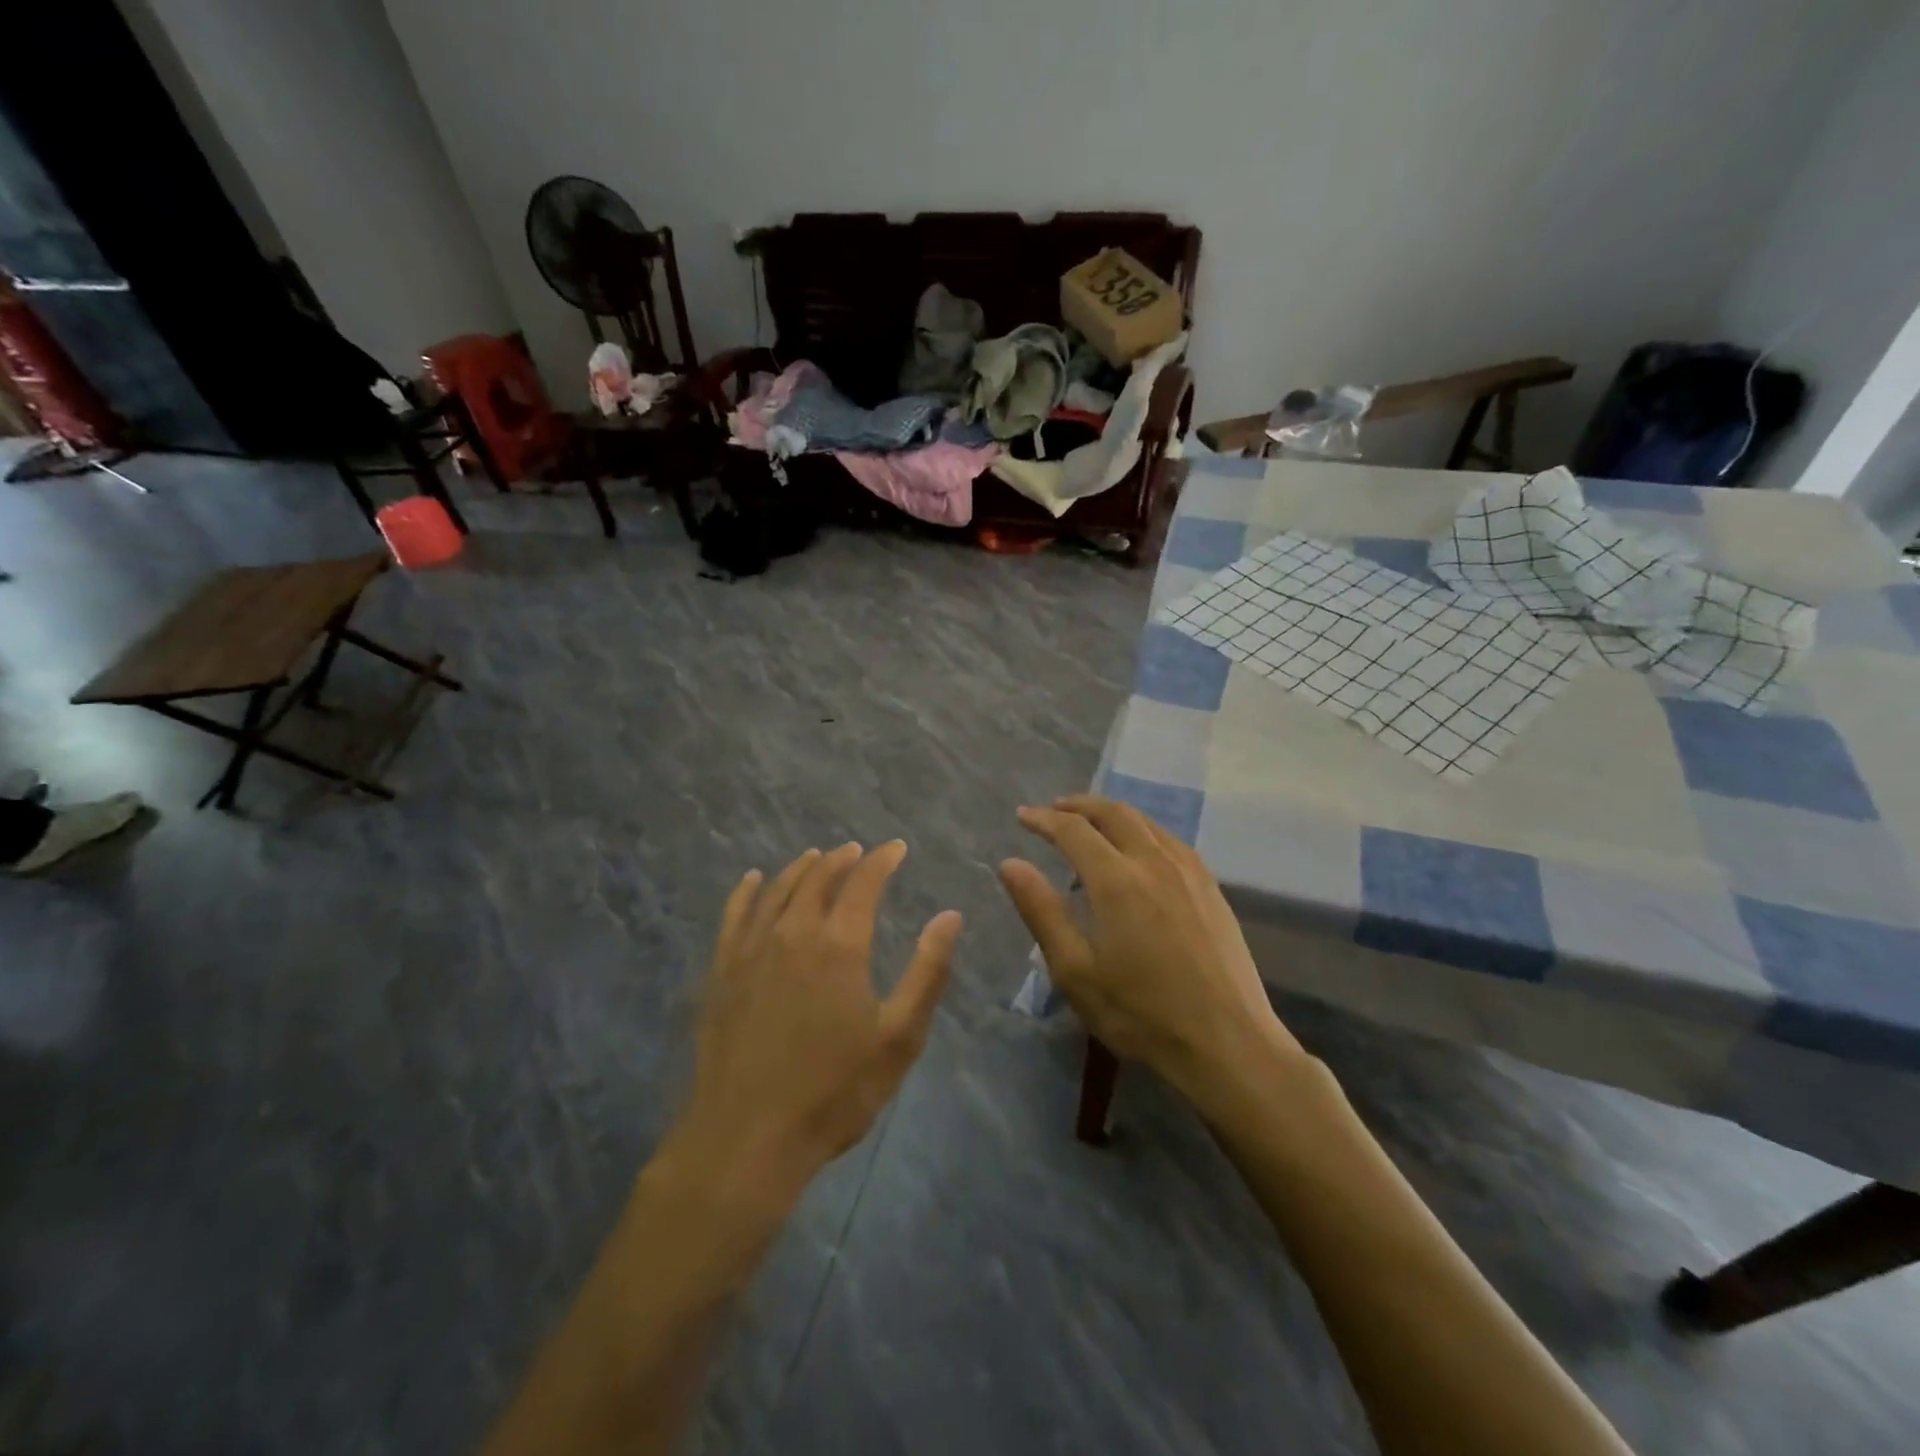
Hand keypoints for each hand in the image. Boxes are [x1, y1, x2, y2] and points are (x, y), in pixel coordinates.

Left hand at [674, 841, 960, 1206]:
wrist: (747, 1138)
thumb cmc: (833, 1091)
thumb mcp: (898, 1038)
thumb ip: (927, 971)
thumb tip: (950, 916)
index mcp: (839, 945)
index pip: (863, 883)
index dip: (882, 861)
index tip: (896, 848)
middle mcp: (793, 933)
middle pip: (817, 878)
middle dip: (841, 859)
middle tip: (856, 851)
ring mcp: (751, 950)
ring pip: (777, 890)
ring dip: (800, 868)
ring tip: (816, 857)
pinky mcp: (722, 971)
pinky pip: (734, 915)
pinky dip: (746, 891)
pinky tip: (753, 880)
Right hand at [999, 796, 1298, 1097]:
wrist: (1226, 1041)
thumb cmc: (1140, 1013)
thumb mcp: (1075, 970)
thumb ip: (1041, 911)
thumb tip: (1010, 864)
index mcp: (1116, 880)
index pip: (1073, 830)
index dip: (1043, 819)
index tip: (1022, 816)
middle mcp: (1154, 862)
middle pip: (1113, 813)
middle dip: (1079, 805)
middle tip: (1054, 810)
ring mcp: (1188, 872)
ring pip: (1146, 822)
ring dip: (1112, 813)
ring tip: (1092, 822)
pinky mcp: (1211, 887)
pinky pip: (1171, 840)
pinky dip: (1144, 829)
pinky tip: (1141, 847)